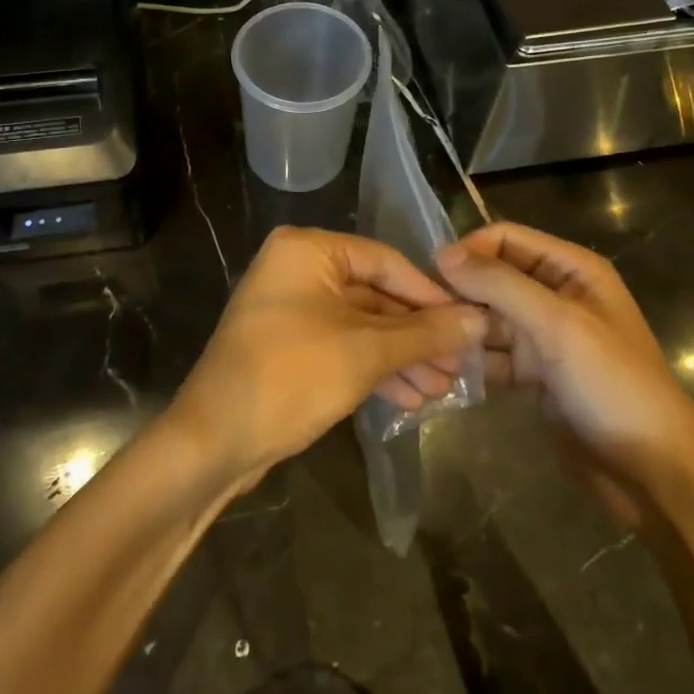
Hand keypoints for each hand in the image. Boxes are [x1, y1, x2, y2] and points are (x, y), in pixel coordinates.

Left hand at [167, 227, 485, 485]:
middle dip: (418, 335)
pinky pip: (342, 346)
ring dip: (401, 357)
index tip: (470, 323)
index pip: (385, 261)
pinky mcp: (288, 346)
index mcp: (308, 250)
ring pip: (361, 325)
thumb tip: (480, 320)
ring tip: (443, 390)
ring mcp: (290, 309)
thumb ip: (425, 334)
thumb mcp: (366, 353)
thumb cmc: (291, 377)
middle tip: (460, 365)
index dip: (430, 294)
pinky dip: (374, 369)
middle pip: (374, 294)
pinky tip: (411, 399)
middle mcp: (297, 269)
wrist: (213, 442)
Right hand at [435, 223, 693, 471]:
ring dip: (461, 329)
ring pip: (488, 318)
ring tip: (430, 349)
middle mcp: (555, 294)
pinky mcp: (534, 373)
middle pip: (493, 277)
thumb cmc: (612, 384)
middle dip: (460, 293)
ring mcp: (544, 336)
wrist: (653, 471)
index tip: (431, 277)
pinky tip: (444, 372)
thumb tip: (442, 253)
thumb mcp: (558, 325)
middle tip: (424, 318)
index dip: (469, 250)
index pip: (507, 238)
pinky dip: (472, 361)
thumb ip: (500, 285)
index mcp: (572, 269)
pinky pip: (493, 354)